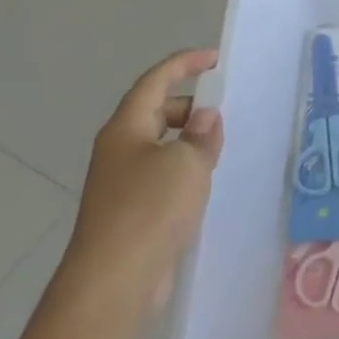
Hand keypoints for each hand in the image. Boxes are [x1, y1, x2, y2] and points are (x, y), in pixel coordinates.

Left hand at [56, 49, 223, 317]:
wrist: (114, 279)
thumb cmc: (150, 208)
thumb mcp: (188, 162)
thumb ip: (202, 135)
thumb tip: (205, 118)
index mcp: (126, 128)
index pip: (155, 82)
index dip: (184, 64)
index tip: (215, 59)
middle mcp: (120, 149)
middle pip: (156, 112)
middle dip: (190, 105)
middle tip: (224, 111)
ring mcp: (123, 182)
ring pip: (161, 145)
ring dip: (190, 139)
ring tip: (221, 147)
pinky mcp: (132, 210)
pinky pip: (163, 174)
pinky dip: (185, 168)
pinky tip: (206, 182)